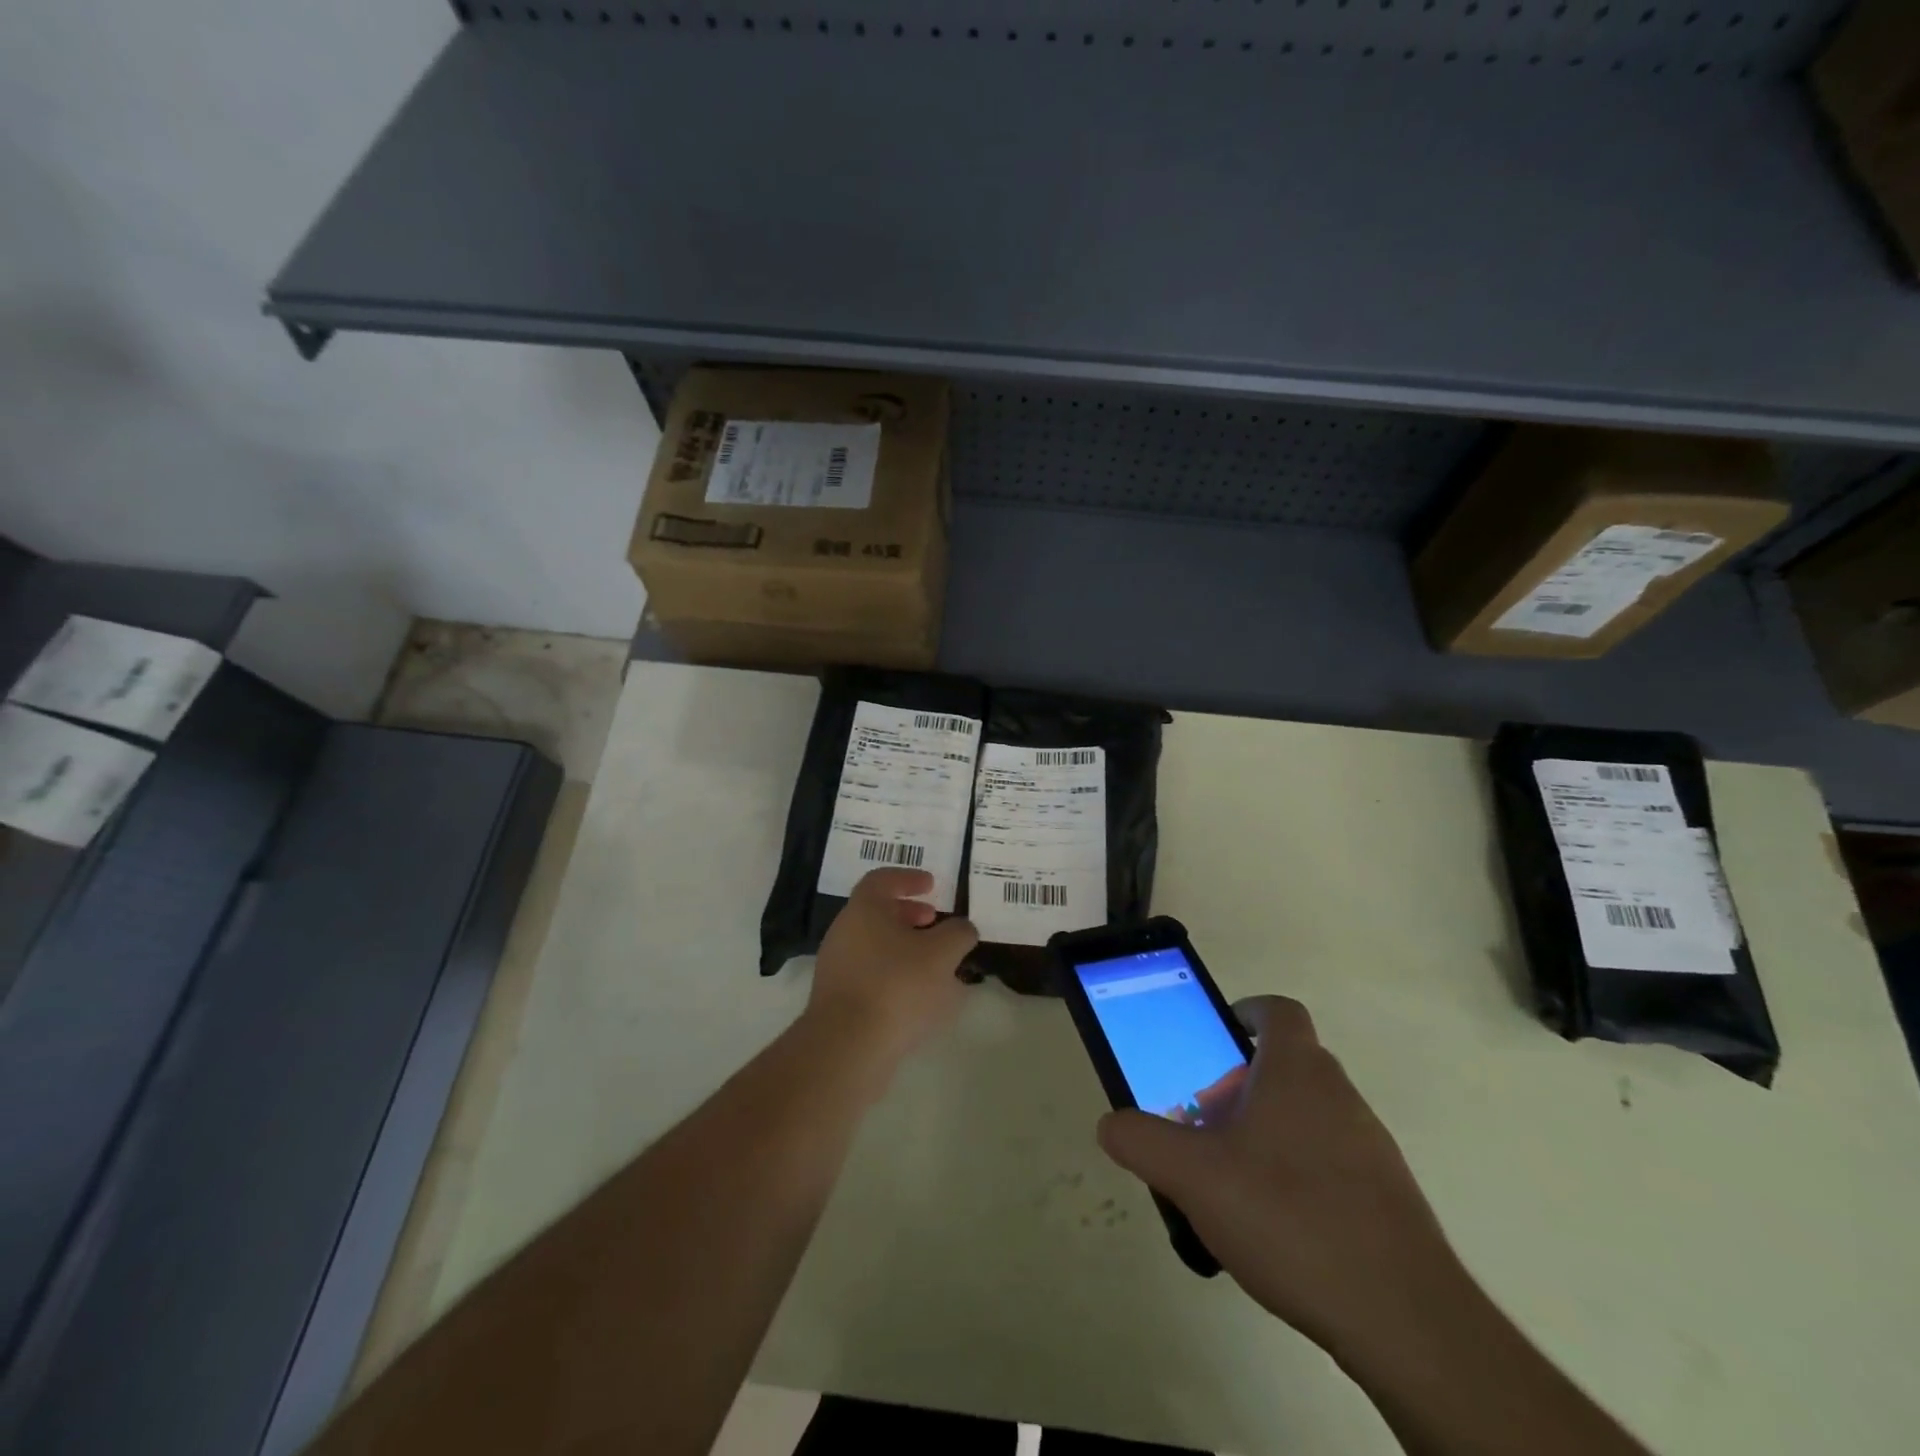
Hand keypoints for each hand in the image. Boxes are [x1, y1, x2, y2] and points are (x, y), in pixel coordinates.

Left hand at [805, 868, 977, 1067]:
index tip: (932, 885)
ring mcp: (836, 967)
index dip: (908, 878)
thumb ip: (958, 934)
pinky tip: (918, 998)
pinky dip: (894, 975)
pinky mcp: (837, 1001)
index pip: (882, 879)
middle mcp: (844, 932)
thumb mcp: (942, 954)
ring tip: (936, 964)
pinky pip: (870, 975)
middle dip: (909, 914)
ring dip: (904, 947)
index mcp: (864, 909)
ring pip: (874, 945)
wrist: (847, 1047)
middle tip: (935, 922)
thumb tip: (962, 929)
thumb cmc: (896, 985)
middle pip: (877, 912)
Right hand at [1097, 996, 1465, 1357]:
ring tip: (1232, 1179)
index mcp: (1298, 1071)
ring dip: (1268, 1130)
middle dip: (1241, 1082)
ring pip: (1309, 1115)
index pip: (1278, 1011)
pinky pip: (1332, 1161)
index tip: (1215, 1038)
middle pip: (1288, 1064)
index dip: (1246, 1012)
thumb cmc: (1290, 1217)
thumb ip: (1143, 1142)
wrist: (1404, 1320)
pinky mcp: (1387, 1197)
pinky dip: (1299, 1173)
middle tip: (1205, 1120)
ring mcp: (1370, 1147)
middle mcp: (1340, 1095)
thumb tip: (1111, 1124)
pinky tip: (1275, 1225)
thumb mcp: (1194, 1176)